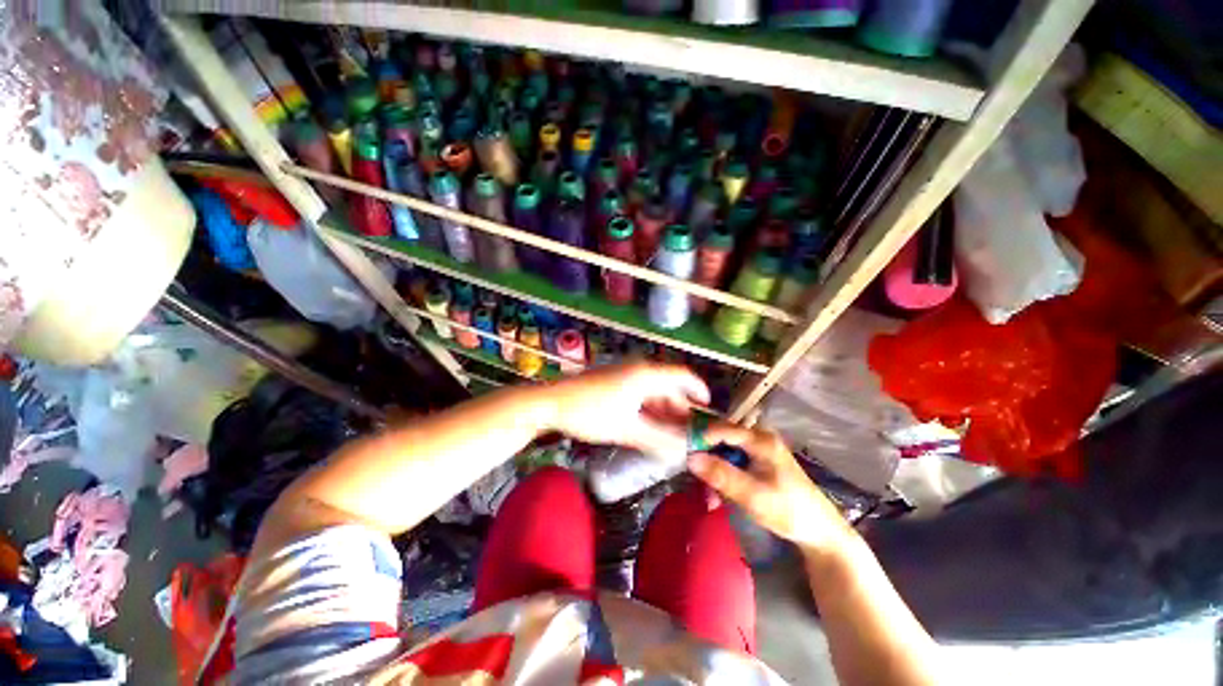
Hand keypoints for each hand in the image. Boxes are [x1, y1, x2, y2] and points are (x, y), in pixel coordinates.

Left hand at [539, 362, 709, 458]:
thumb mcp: (626, 429)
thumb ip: (657, 440)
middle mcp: (638, 369)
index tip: (707, 408)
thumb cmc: (589, 414)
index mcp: (645, 375)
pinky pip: (640, 393)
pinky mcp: (614, 381)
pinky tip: (650, 426)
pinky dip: (649, 408)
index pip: (682, 376)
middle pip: (668, 386)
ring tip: (670, 434)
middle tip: (687, 433)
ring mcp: (624, 374)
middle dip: (680, 409)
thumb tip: (683, 451)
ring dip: (664, 411)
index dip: (698, 390)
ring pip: (654, 391)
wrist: (551, 403)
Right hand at [687, 422, 852, 555]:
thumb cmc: (789, 510)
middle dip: (708, 461)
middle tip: (699, 484)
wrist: (819, 532)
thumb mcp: (752, 495)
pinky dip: (724, 478)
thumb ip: (722, 475)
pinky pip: (733, 463)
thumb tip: (691, 458)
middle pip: (722, 440)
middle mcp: (759, 438)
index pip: (722, 427)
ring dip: (714, 473)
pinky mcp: (758, 462)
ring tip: (711, 498)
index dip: (702, 438)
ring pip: (725, 453)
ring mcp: (759, 450)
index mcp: (761, 439)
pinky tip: (720, 497)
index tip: (686, 455)